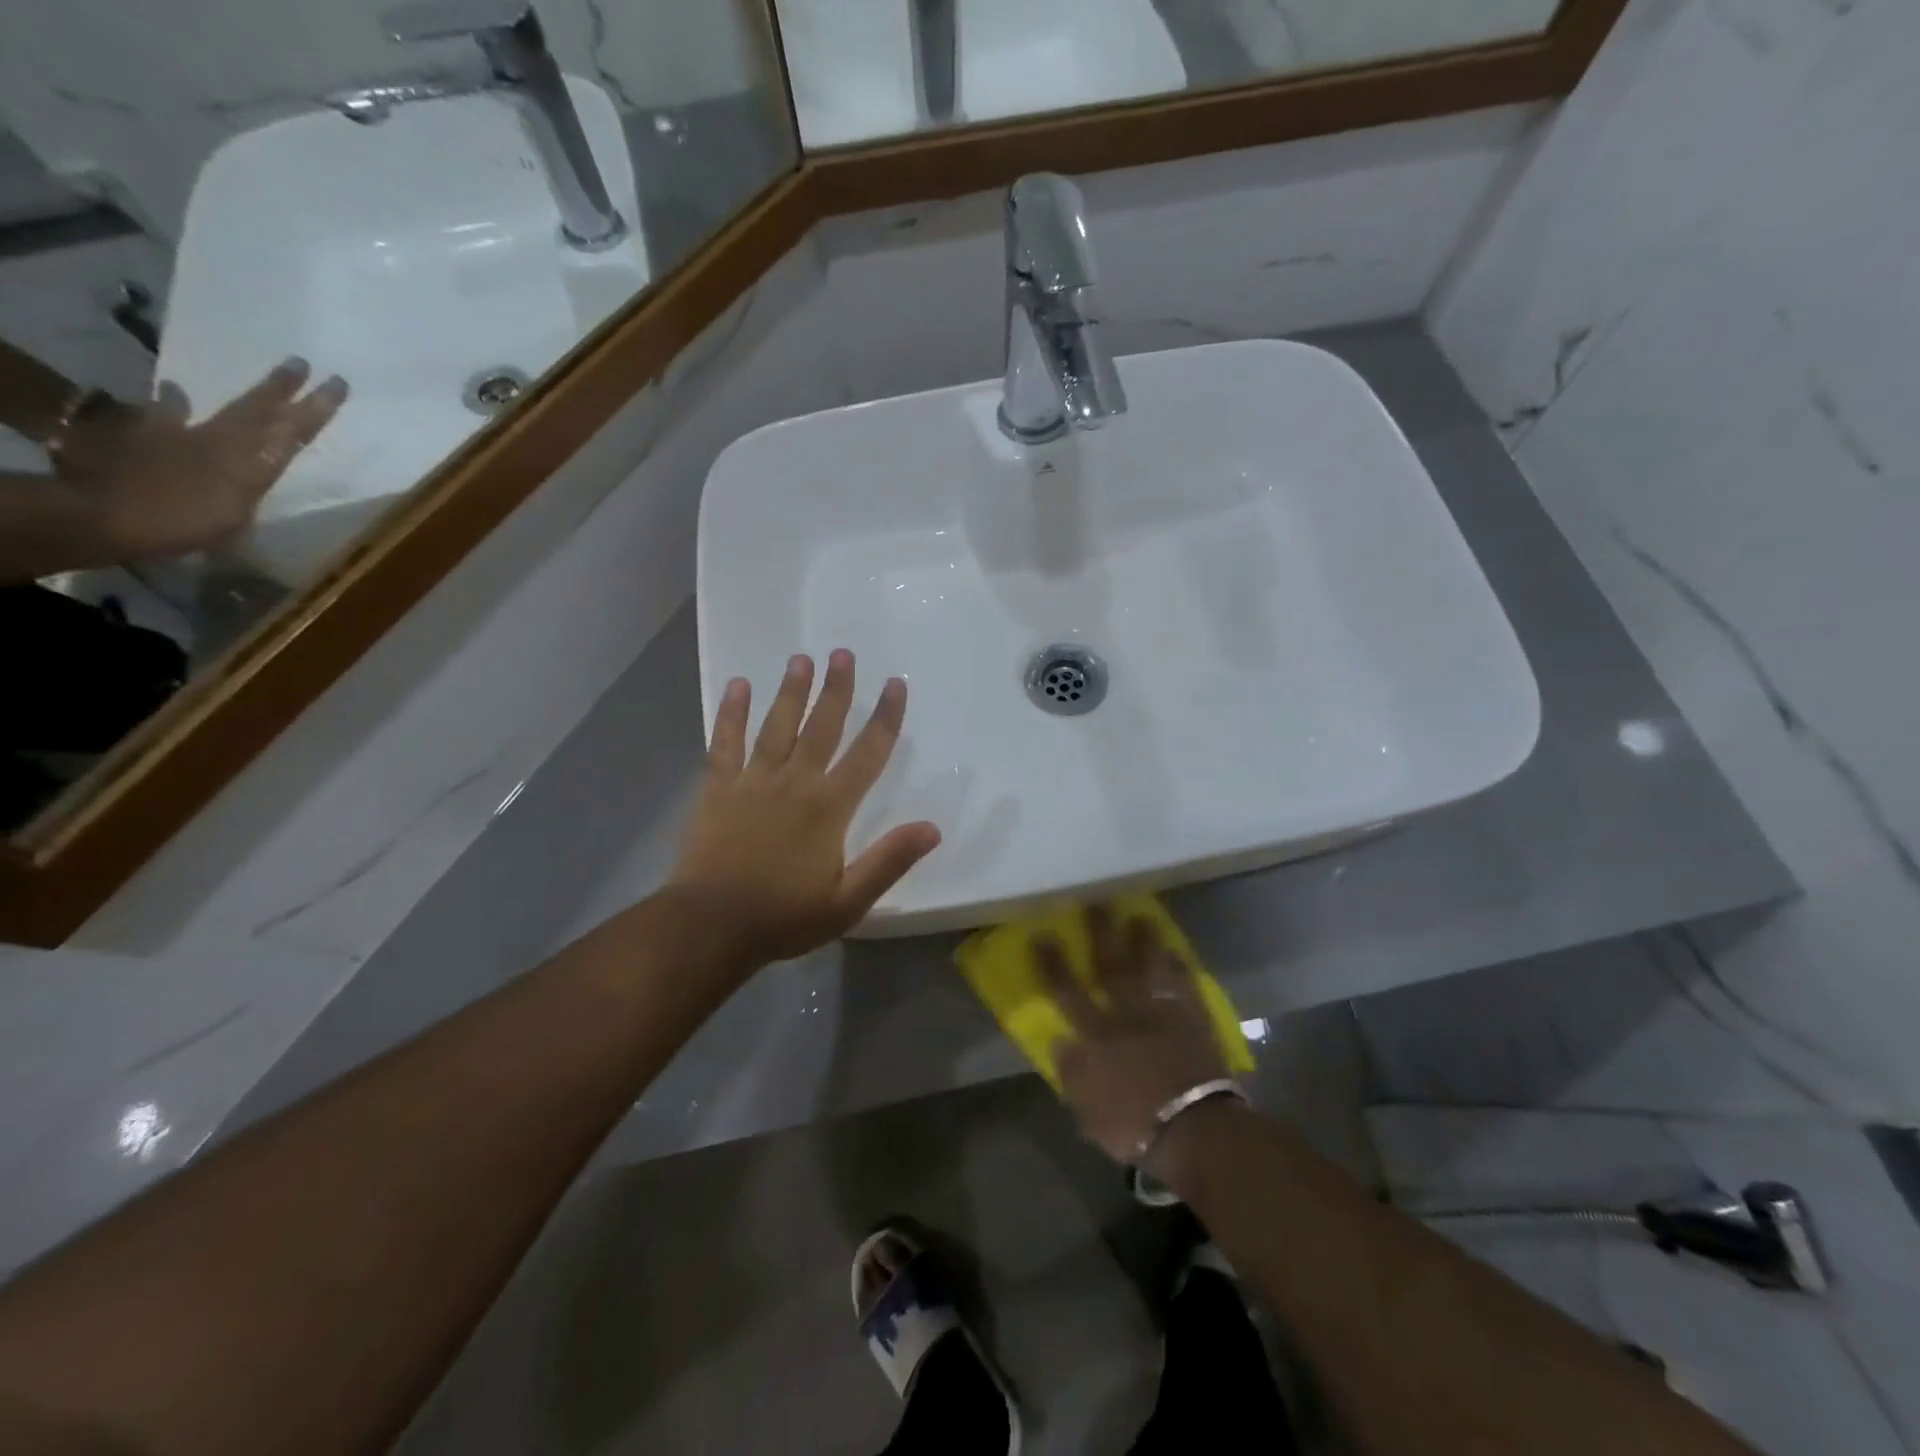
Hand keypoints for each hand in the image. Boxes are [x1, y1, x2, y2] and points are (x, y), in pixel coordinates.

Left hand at [53, 358, 347, 560]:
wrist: (101, 517)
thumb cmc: (179, 525)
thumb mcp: (230, 521)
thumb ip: (248, 494)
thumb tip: (266, 474)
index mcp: (247, 463)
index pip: (290, 431)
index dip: (314, 409)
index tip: (336, 383)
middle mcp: (218, 441)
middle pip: (255, 411)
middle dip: (281, 389)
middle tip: (300, 362)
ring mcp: (179, 437)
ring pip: (223, 410)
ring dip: (241, 396)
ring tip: (260, 379)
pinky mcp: (145, 440)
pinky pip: (164, 417)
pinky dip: (173, 404)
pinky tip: (174, 391)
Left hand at [667, 649, 940, 972]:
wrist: (710, 926)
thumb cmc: (784, 917)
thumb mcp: (848, 901)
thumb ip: (889, 861)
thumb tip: (932, 827)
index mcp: (829, 808)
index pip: (867, 754)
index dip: (885, 718)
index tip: (895, 685)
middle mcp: (795, 783)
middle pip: (821, 727)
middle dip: (836, 689)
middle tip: (843, 653)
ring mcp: (753, 782)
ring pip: (777, 726)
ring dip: (790, 691)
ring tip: (801, 659)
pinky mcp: (718, 788)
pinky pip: (725, 743)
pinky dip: (731, 713)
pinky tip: (737, 686)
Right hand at [1037, 905, 1231, 1165]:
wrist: (1194, 1129)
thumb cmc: (1134, 1125)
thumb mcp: (1088, 1111)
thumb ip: (1072, 1074)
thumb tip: (1059, 1040)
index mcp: (1096, 1035)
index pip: (1067, 991)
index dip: (1053, 963)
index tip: (1043, 935)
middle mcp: (1126, 1013)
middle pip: (1111, 965)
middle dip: (1101, 933)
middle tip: (1097, 902)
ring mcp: (1162, 1013)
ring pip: (1150, 967)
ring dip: (1144, 940)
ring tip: (1140, 915)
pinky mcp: (1193, 1020)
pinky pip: (1185, 986)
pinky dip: (1180, 968)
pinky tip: (1176, 951)